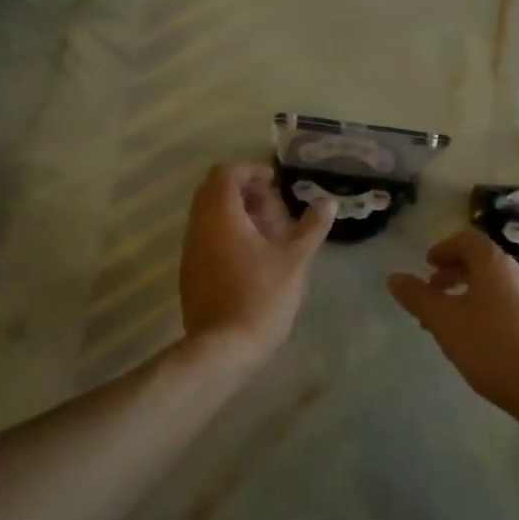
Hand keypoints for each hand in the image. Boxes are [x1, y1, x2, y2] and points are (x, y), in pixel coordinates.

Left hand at [179, 161, 335, 369]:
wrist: (222, 349)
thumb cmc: (261, 297)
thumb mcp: (295, 259)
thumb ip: (311, 227)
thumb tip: (328, 202)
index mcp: (220, 215)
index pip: (226, 172)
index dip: (251, 170)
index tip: (275, 184)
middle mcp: (198, 226)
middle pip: (214, 191)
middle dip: (244, 192)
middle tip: (273, 208)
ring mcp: (190, 251)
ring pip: (209, 216)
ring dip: (236, 214)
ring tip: (268, 234)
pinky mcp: (190, 272)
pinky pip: (206, 238)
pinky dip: (227, 234)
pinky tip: (253, 258)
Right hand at [389, 230, 518, 424]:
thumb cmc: (491, 347)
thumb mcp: (444, 321)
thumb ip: (418, 297)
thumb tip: (394, 277)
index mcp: (495, 264)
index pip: (468, 240)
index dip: (444, 248)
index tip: (427, 265)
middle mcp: (517, 272)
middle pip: (482, 260)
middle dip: (453, 271)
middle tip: (433, 290)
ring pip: (493, 283)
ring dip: (467, 292)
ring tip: (447, 318)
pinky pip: (506, 302)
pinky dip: (484, 307)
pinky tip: (474, 337)